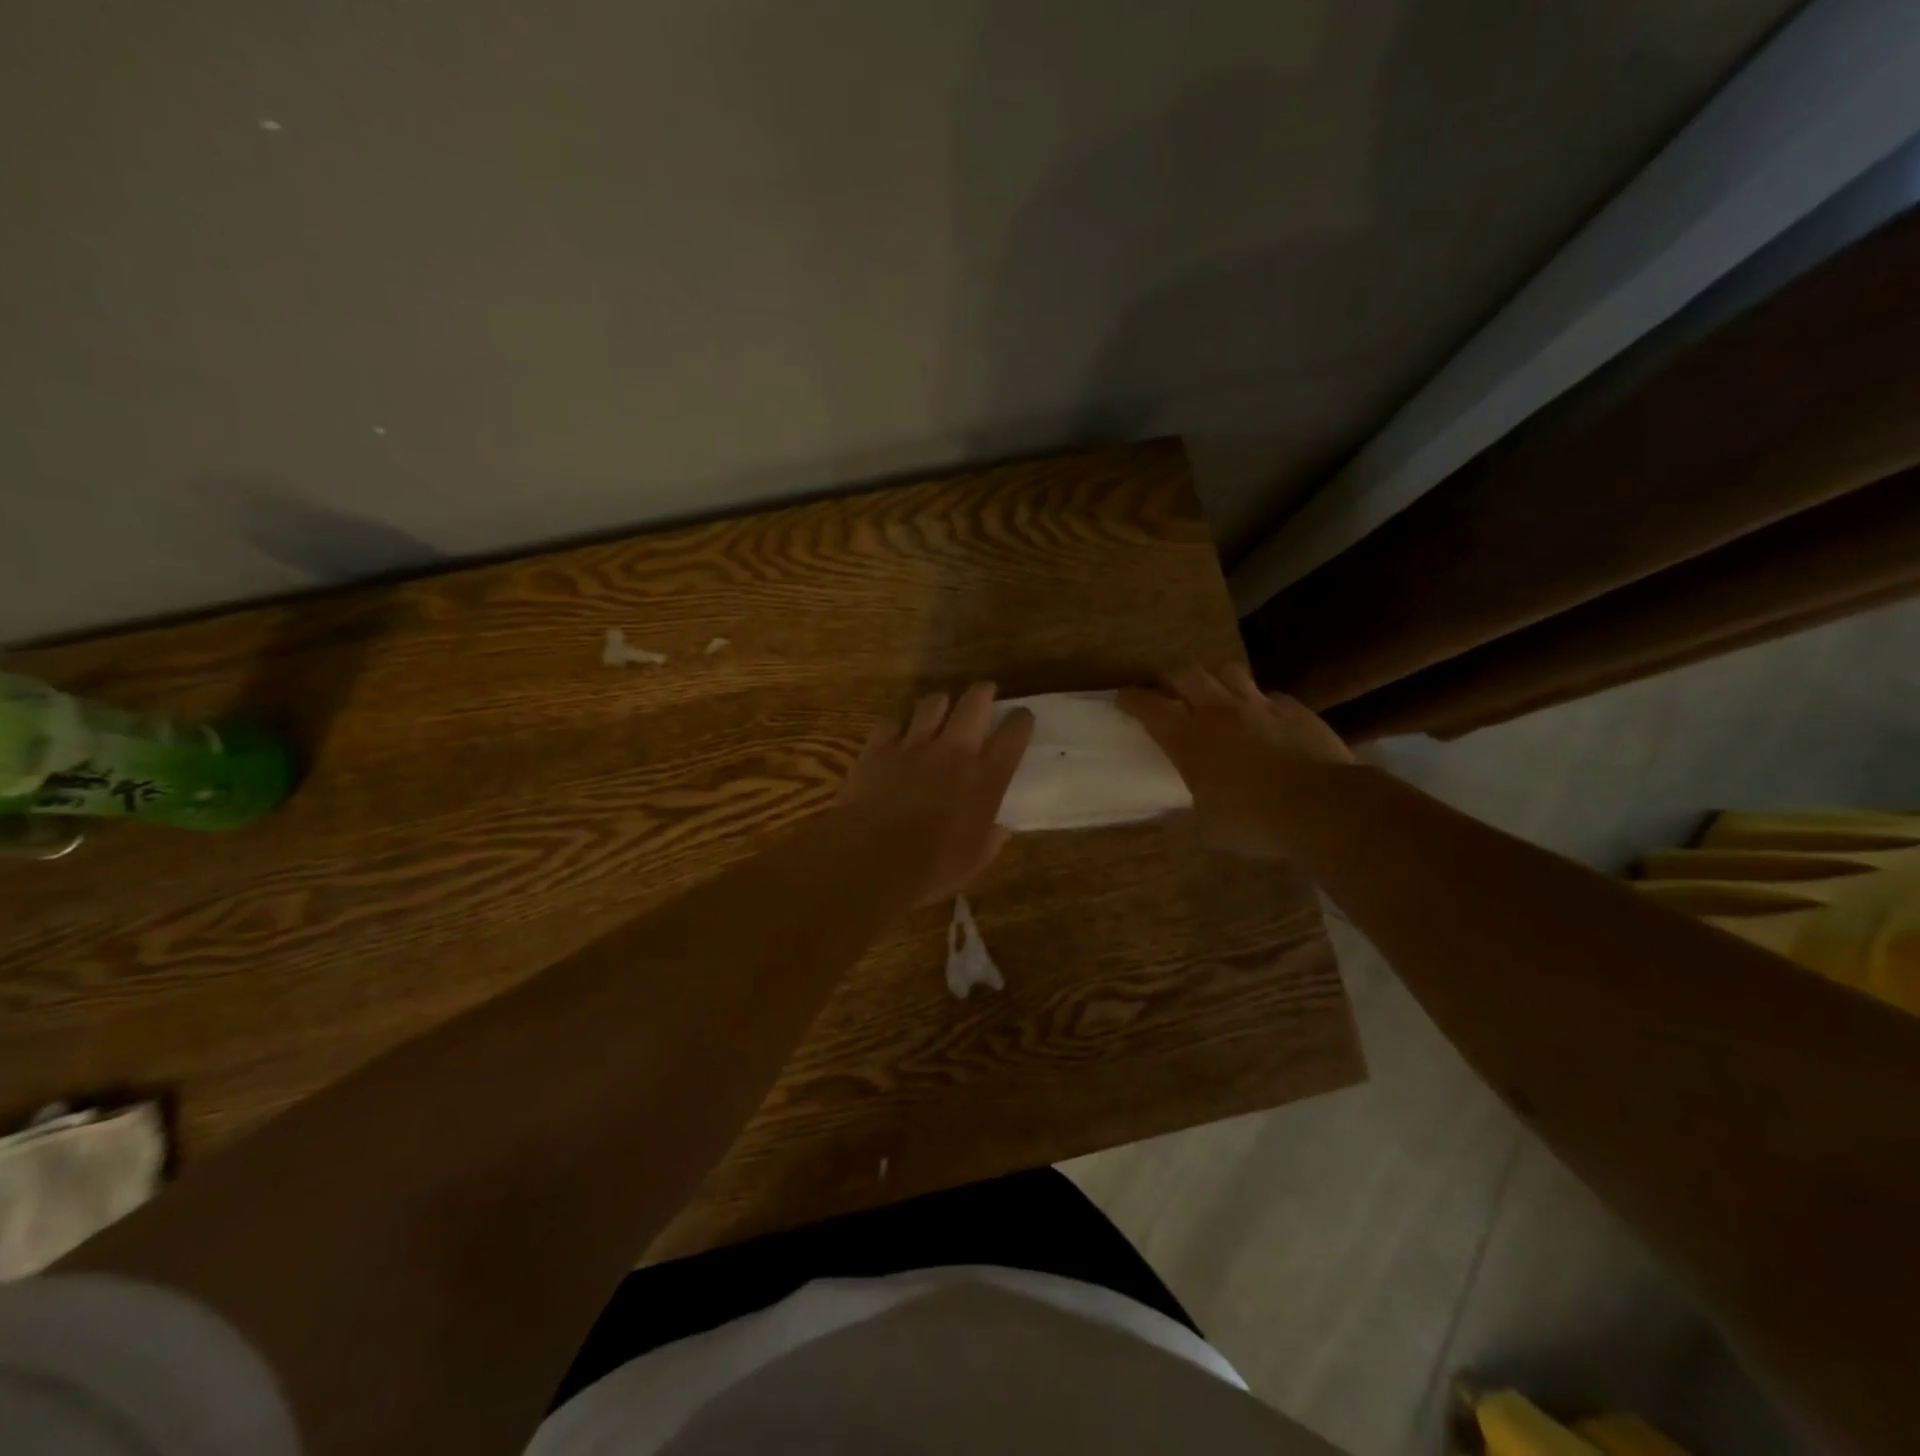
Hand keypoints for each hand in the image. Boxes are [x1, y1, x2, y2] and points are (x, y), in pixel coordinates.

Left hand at [835, 682, 1034, 902]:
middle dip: (983, 692)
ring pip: (933, 702)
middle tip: (985, 693)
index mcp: (987, 777)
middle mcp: (955, 750)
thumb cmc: (931, 867)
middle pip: (975, 701)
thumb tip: (1000, 829)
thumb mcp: (974, 861)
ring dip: (941, 703)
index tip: (1021, 718)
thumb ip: (991, 839)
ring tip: (940, 708)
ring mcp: (915, 744)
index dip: (1021, 720)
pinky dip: (899, 721)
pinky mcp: (879, 746)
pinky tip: (899, 728)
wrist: (871, 858)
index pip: (1014, 733)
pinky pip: (893, 720)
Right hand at [1119, 664, 1352, 858]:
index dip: (1132, 699)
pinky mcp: (1294, 709)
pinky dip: (1258, 701)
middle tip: (1166, 690)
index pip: (1149, 706)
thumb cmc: (1254, 821)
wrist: (1323, 807)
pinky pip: (1269, 695)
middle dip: (1169, 677)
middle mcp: (1218, 711)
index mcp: (1188, 739)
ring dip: (1215, 679)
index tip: (1123, 698)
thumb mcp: (1207, 831)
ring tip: (1214, 694)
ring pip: (1228, 671)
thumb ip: (1181, 820)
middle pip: (1185, 673)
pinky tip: (1263, 718)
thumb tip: (1164, 819)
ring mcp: (1259, 705)